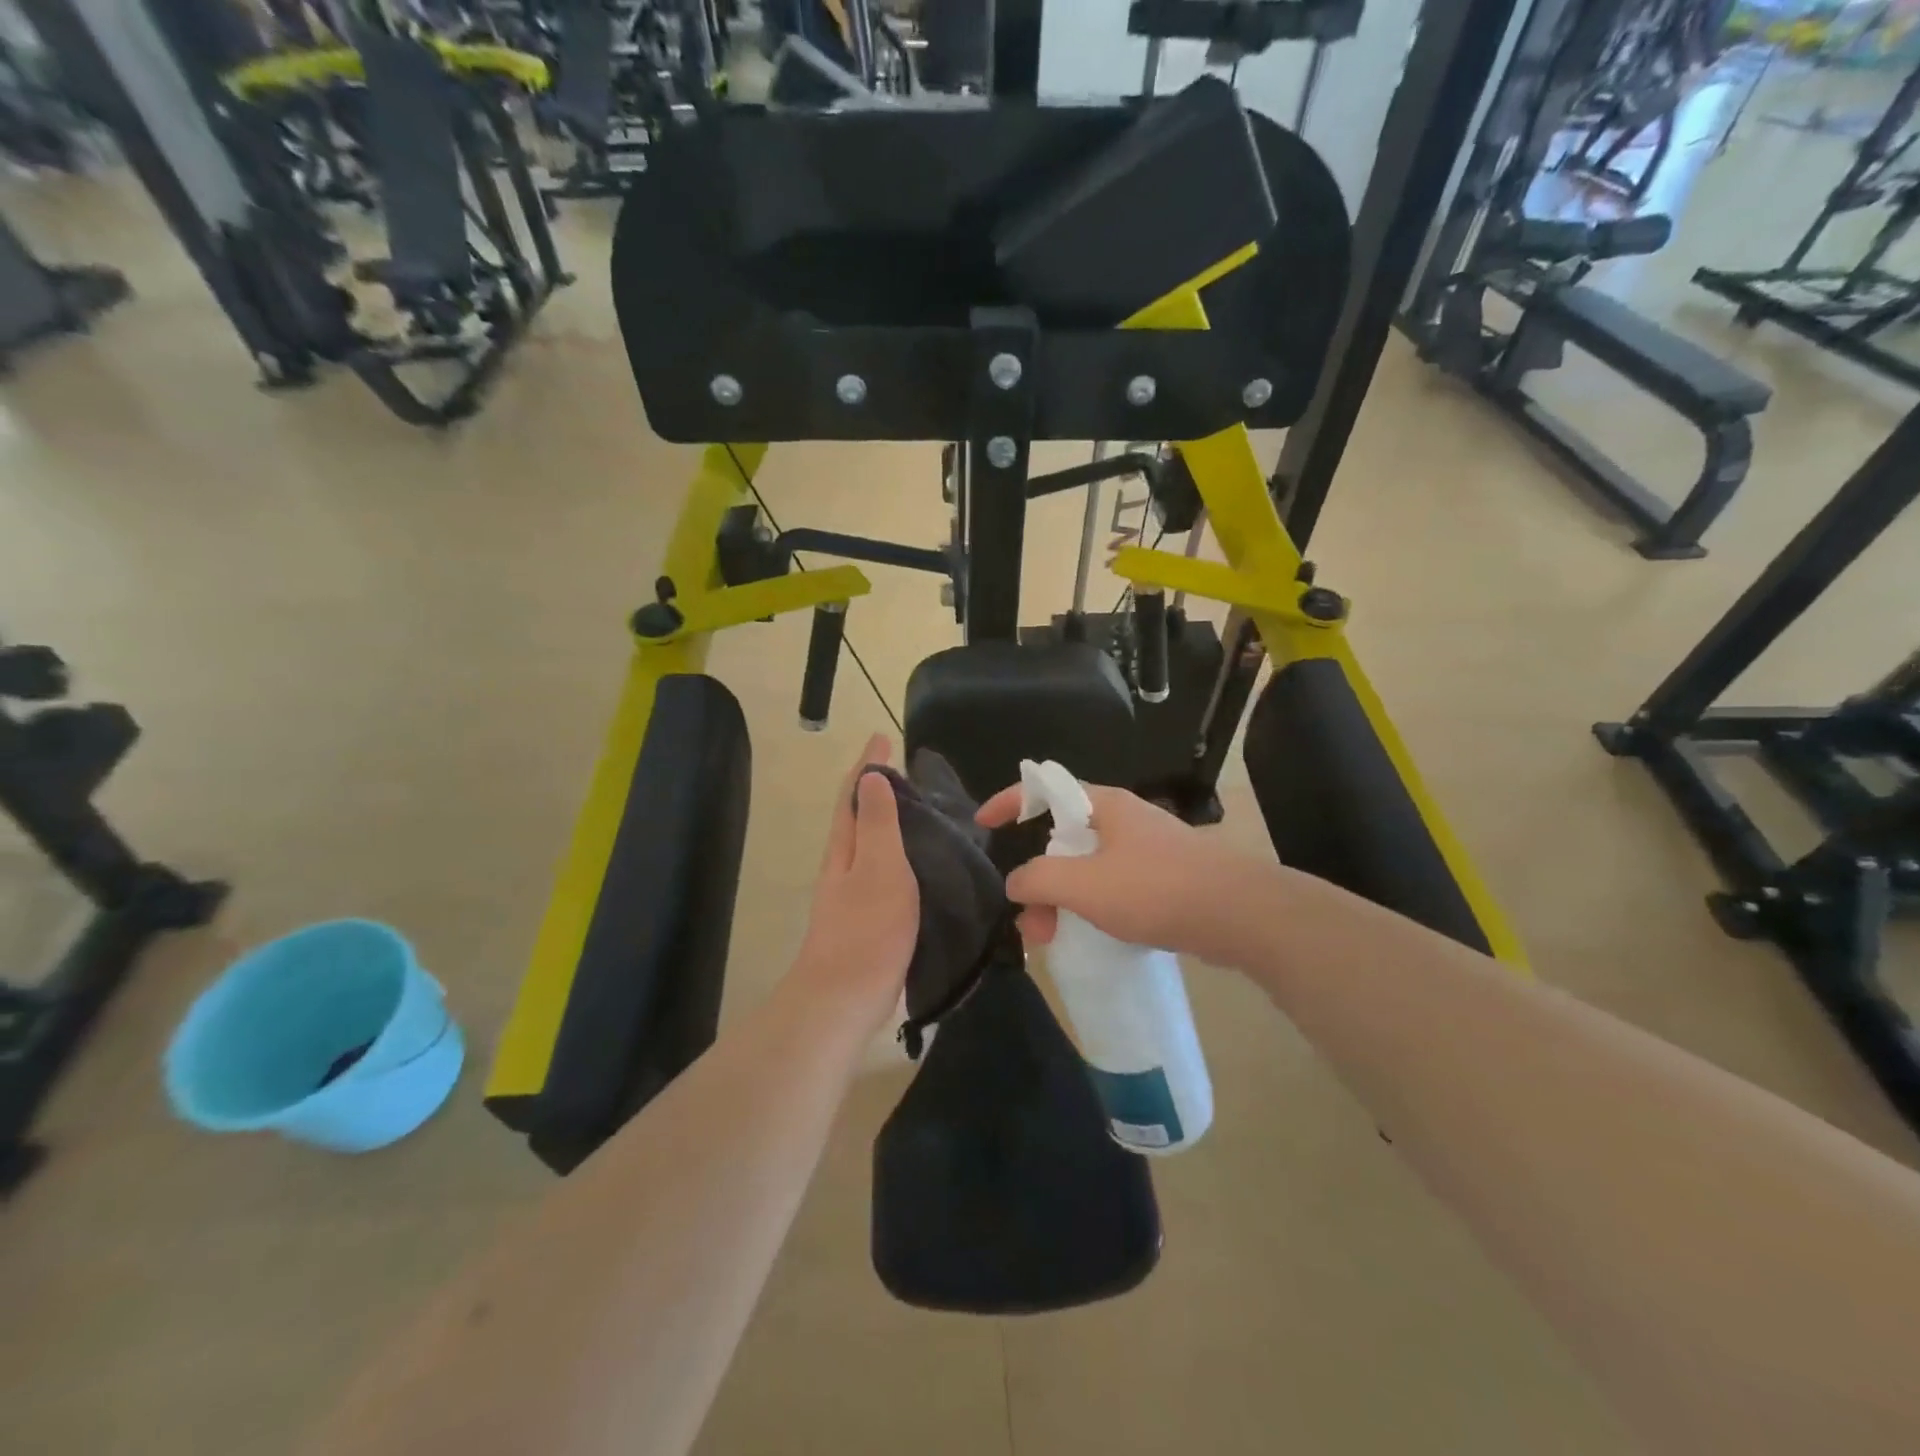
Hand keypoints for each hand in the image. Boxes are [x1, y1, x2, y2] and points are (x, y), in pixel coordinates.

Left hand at [792, 735, 920, 1028]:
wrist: (845, 997)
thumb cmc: (867, 928)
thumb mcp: (879, 867)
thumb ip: (879, 823)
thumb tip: (873, 775)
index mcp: (846, 846)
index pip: (855, 794)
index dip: (868, 765)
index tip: (882, 737)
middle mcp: (845, 863)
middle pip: (858, 815)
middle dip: (876, 788)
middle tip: (905, 769)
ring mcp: (854, 891)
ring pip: (871, 842)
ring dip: (888, 818)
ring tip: (919, 807)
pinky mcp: (869, 916)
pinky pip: (885, 868)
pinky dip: (899, 851)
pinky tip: (920, 862)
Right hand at [976, 781, 1248, 961]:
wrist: (1241, 915)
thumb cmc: (1157, 889)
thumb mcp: (1084, 884)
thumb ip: (1039, 879)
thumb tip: (1016, 882)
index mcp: (1104, 805)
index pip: (1045, 788)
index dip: (1010, 801)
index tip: (983, 824)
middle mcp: (1124, 820)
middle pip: (1063, 837)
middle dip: (1038, 877)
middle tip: (1029, 920)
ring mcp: (1147, 850)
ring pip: (1088, 868)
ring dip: (1063, 899)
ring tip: (1053, 939)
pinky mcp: (1165, 879)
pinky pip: (1113, 887)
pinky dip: (1092, 907)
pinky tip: (1091, 936)